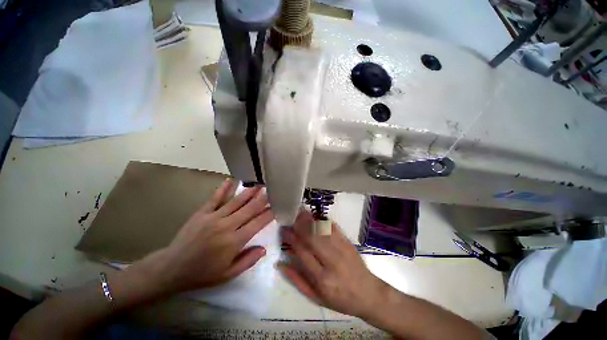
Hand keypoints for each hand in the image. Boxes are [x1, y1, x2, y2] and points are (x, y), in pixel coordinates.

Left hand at [133, 179, 274, 294]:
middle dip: (262, 199)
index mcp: (234, 241)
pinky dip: (223, 189)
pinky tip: (230, 180)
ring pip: (236, 201)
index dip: (269, 214)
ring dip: (249, 192)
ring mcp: (213, 217)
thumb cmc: (202, 273)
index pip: (257, 223)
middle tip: (272, 190)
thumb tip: (264, 248)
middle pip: (249, 209)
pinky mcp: (201, 213)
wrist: (171, 269)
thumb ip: (248, 261)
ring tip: (259, 184)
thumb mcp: (227, 274)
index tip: (277, 206)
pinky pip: (215, 198)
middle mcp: (226, 226)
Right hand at [279, 210, 387, 317]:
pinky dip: (323, 221)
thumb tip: (280, 263)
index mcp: (322, 278)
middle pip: (312, 238)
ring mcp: (342, 249)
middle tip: (292, 217)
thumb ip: (297, 279)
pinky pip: (334, 228)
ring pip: (323, 230)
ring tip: (300, 214)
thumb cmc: (339, 299)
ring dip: (310, 220)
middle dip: (300, 225)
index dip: (292, 238)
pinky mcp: (348, 242)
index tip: (284, 230)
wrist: (368, 293)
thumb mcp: (315, 297)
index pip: (303, 252)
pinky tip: (316, 217)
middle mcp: (332, 261)